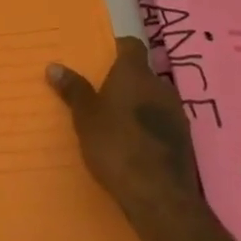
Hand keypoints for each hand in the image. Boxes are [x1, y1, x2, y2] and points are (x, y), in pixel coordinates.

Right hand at [47, 36, 207, 233]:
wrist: (159, 195)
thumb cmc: (116, 145)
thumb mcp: (85, 118)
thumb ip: (73, 90)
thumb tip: (54, 66)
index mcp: (135, 73)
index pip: (131, 45)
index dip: (118, 48)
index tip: (103, 58)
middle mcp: (160, 86)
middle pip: (143, 74)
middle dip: (127, 82)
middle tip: (104, 96)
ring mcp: (177, 114)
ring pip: (155, 100)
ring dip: (140, 106)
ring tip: (118, 124)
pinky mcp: (185, 141)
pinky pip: (163, 124)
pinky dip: (150, 129)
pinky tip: (136, 146)